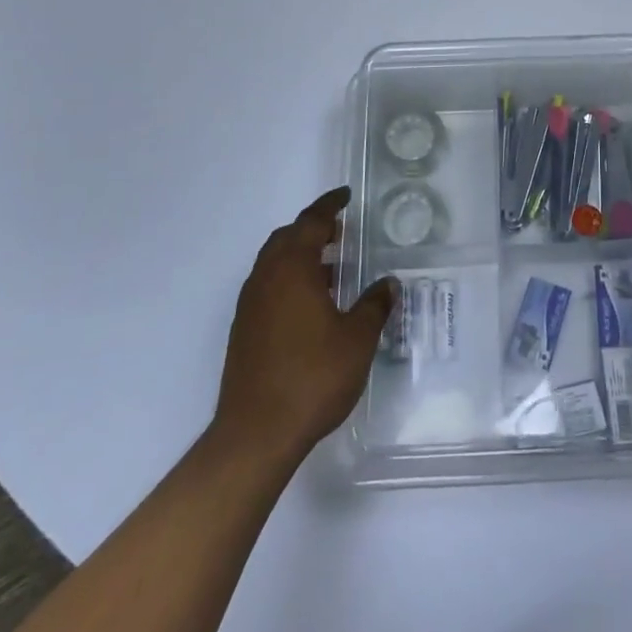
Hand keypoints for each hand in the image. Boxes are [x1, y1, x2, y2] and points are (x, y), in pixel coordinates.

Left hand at [214, 187, 396, 462]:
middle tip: (340, 232)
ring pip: (274, 263)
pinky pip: (267, 287)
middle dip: (312, 229)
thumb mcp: (357, 339)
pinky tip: (311, 305)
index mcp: (292, 269)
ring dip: (300, 256)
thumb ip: (375, 305)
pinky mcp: (243, 331)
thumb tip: (388, 283)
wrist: (256, 434)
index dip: (329, 206)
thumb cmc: (313, 377)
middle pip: (287, 238)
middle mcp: (266, 278)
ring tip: (331, 268)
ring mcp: (250, 306)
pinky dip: (289, 280)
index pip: (311, 222)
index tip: (345, 197)